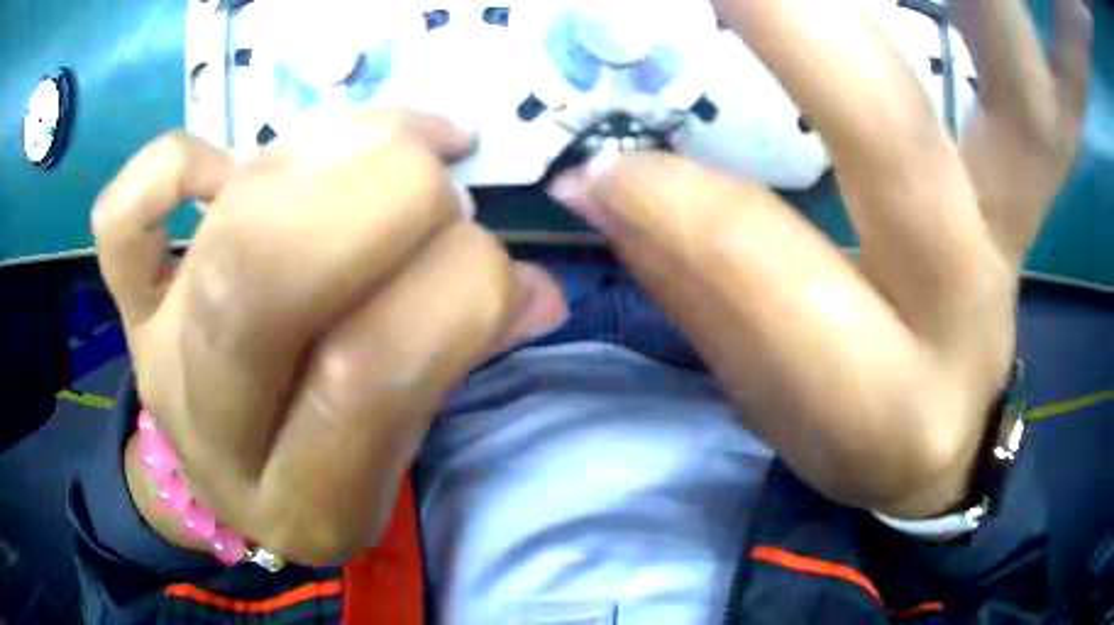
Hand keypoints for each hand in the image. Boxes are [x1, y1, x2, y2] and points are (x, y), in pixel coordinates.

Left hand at [93, 110, 566, 564]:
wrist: (220, 475)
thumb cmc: (322, 467)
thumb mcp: (401, 447)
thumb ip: (462, 360)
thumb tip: (533, 289)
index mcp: (302, 498)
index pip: (369, 376)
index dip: (456, 290)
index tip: (498, 264)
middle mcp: (214, 429)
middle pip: (270, 275)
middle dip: (387, 196)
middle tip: (440, 185)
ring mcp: (155, 353)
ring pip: (225, 222)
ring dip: (333, 152)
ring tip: (390, 147)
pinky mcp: (127, 303)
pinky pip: (122, 216)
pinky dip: (174, 160)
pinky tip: (229, 164)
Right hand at [549, 0, 1091, 517]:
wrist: (944, 443)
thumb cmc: (857, 434)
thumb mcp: (771, 399)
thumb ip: (692, 279)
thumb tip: (599, 181)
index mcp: (882, 379)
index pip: (765, 271)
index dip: (679, 205)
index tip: (603, 154)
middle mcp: (967, 282)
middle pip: (900, 135)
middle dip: (814, 42)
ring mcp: (1018, 215)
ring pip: (1027, 96)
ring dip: (993, 15)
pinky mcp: (1039, 182)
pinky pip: (1064, 98)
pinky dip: (1066, 61)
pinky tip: (1053, 31)